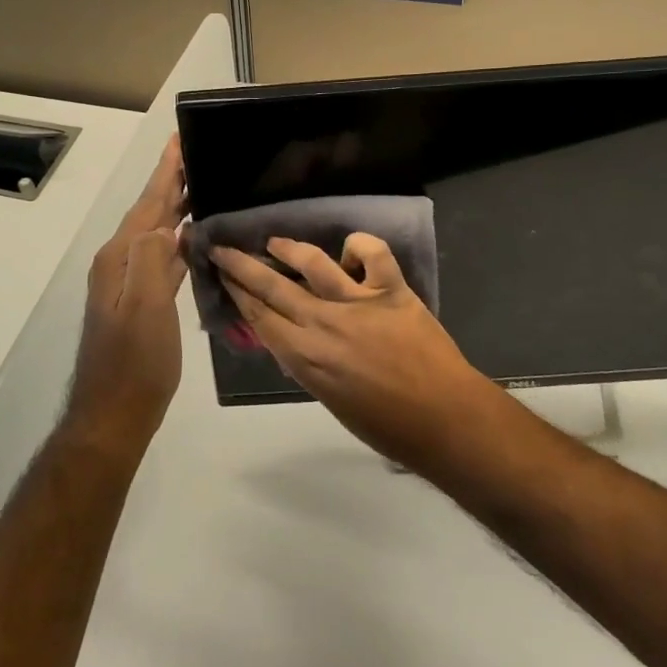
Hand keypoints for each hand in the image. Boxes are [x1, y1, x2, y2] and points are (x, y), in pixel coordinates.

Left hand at [64, 139, 187, 450]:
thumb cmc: (134, 363)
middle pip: (150, 212)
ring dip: (176, 208)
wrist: (114, 413)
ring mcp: (128, 282)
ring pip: (157, 233)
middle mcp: (120, 262)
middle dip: (171, 182)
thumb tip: (166, 225)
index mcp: (120, 257)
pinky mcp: (141, 301)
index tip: (179, 140)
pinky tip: (194, 238)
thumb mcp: (145, 308)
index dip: (165, 172)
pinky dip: (178, 240)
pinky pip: (163, 257)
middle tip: (196, 153)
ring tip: (200, 185)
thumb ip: (153, 260)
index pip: (148, 204)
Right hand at [211, 234, 505, 473]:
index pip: (259, 315)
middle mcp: (324, 323)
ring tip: (275, 242)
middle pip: (273, 286)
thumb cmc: (386, 424)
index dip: (237, 292)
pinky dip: (358, 245)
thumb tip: (289, 338)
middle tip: (223, 248)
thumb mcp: (330, 399)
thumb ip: (306, 364)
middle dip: (242, 264)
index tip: (221, 274)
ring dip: (289, 248)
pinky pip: (372, 252)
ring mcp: (358, 302)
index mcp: (305, 357)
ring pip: (313, 262)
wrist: (444, 419)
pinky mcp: (392, 289)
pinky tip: (351, 251)